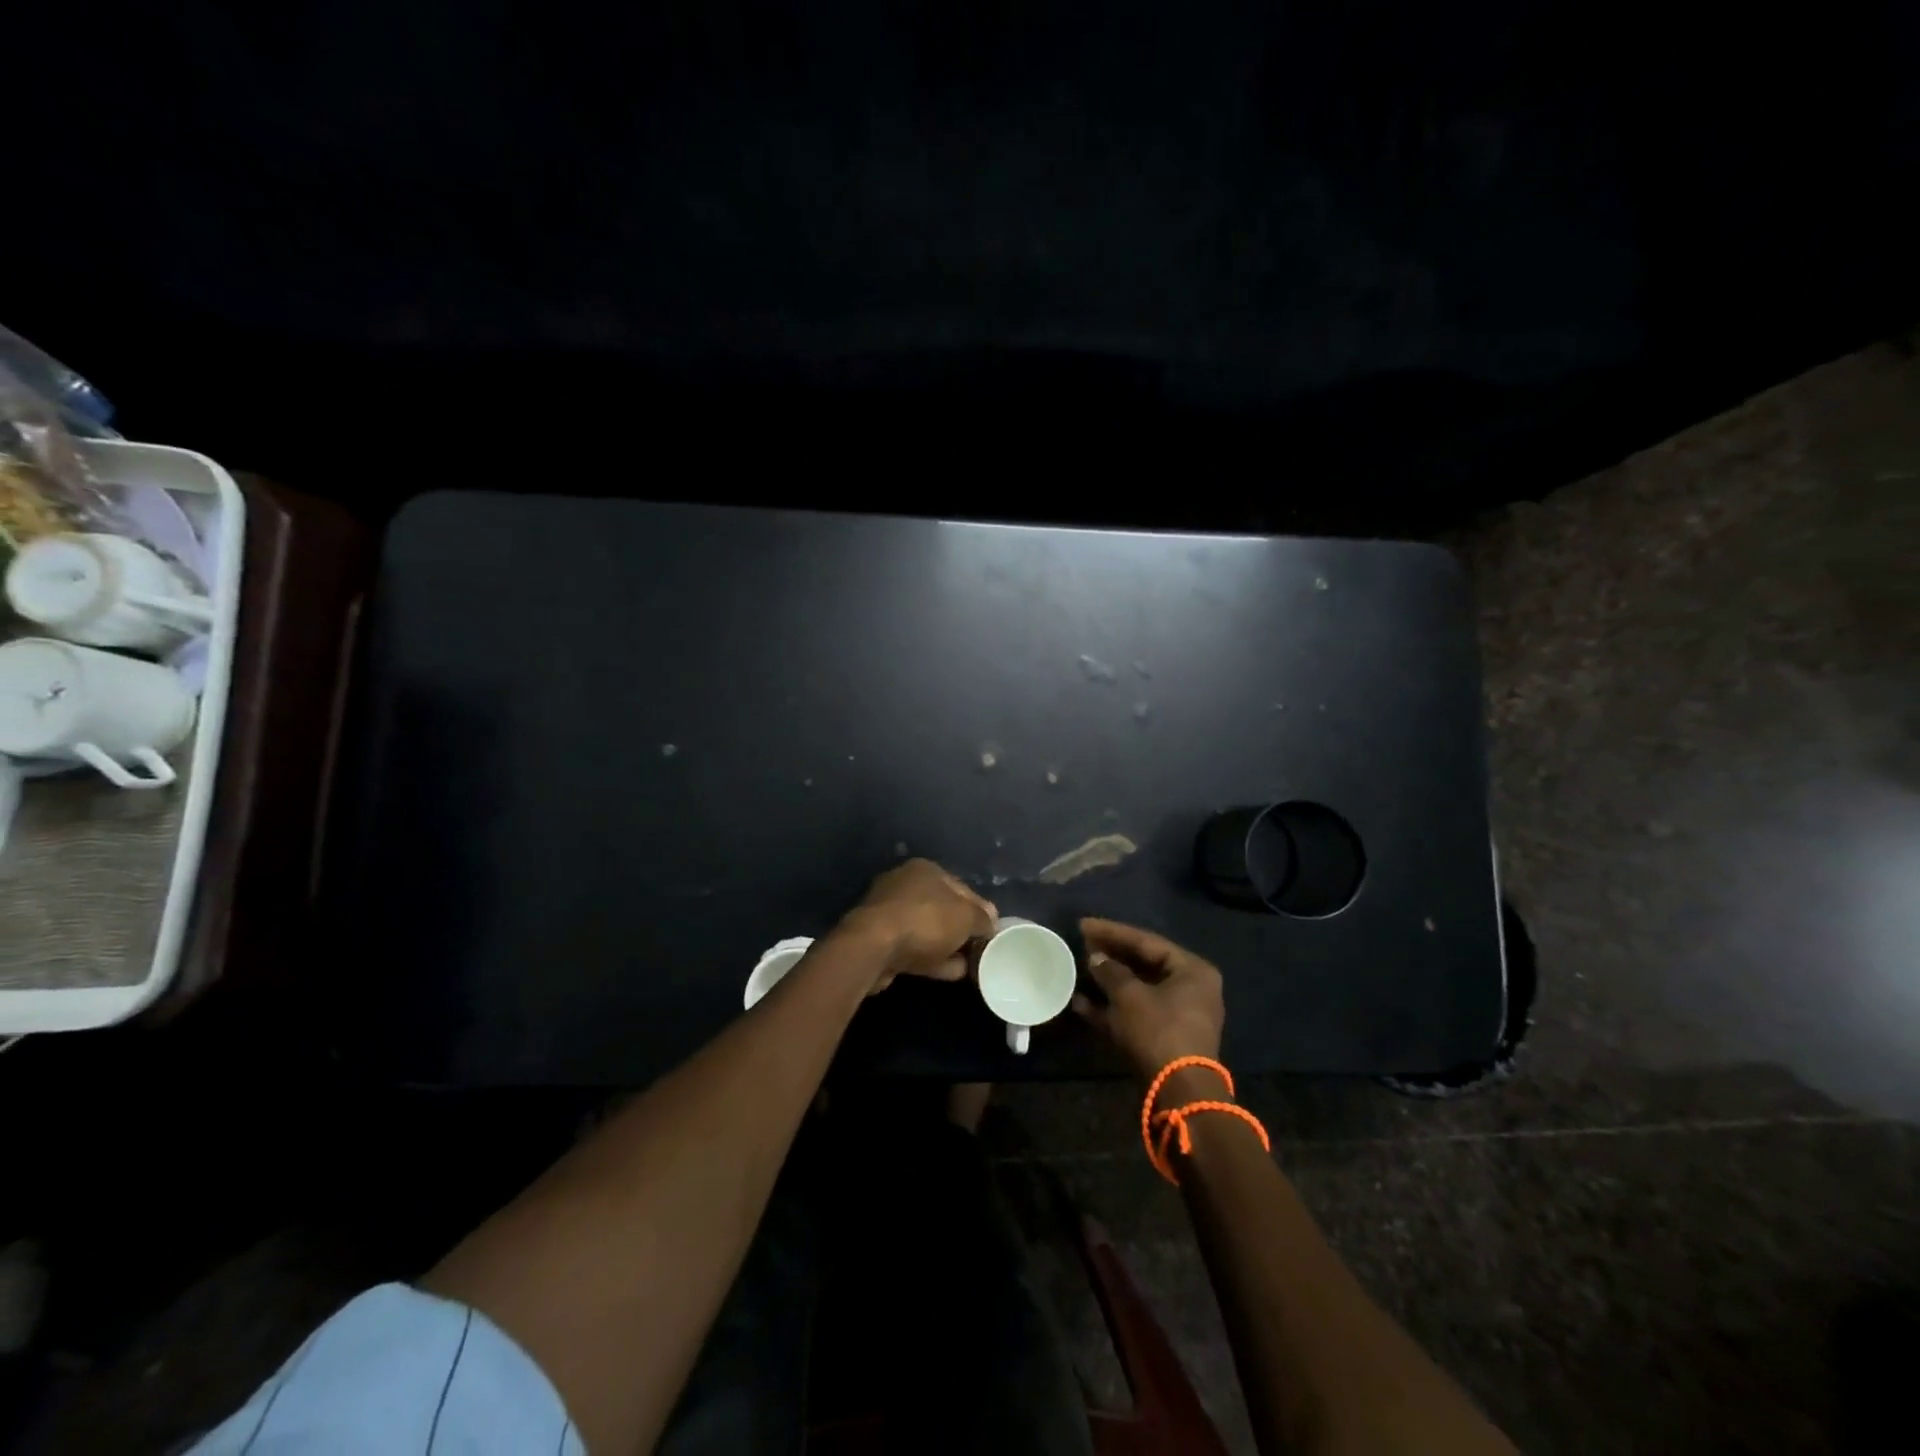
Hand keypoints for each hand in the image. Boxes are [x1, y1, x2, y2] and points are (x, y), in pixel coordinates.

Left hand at [837, 859, 996, 993]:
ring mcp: (890, 913)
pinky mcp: (880, 940)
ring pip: (929, 931)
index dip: (981, 909)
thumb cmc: (925, 921)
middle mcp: (906, 885)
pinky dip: (933, 959)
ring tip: (971, 966)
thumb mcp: (966, 916)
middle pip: (944, 909)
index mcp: (926, 870)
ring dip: (949, 947)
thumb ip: (982, 918)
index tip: (993, 931)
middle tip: (982, 950)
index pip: (962, 887)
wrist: (873, 948)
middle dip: (963, 930)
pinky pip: (915, 948)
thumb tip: (991, 920)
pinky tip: (953, 973)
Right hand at [1072, 918, 1225, 1077]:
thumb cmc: (1158, 1030)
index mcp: (1191, 970)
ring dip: (1107, 983)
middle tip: (1081, 945)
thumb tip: (1096, 958)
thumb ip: (1110, 971)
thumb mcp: (1129, 995)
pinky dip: (1111, 1008)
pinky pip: (1135, 1013)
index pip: (1146, 941)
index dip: (1112, 932)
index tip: (1083, 924)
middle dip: (1110, 957)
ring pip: (1137, 990)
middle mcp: (1190, 988)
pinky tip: (1080, 1004)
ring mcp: (1178, 1015)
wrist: (1178, 1092)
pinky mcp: (1164, 1037)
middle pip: (1143, 964)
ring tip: (1078, 970)